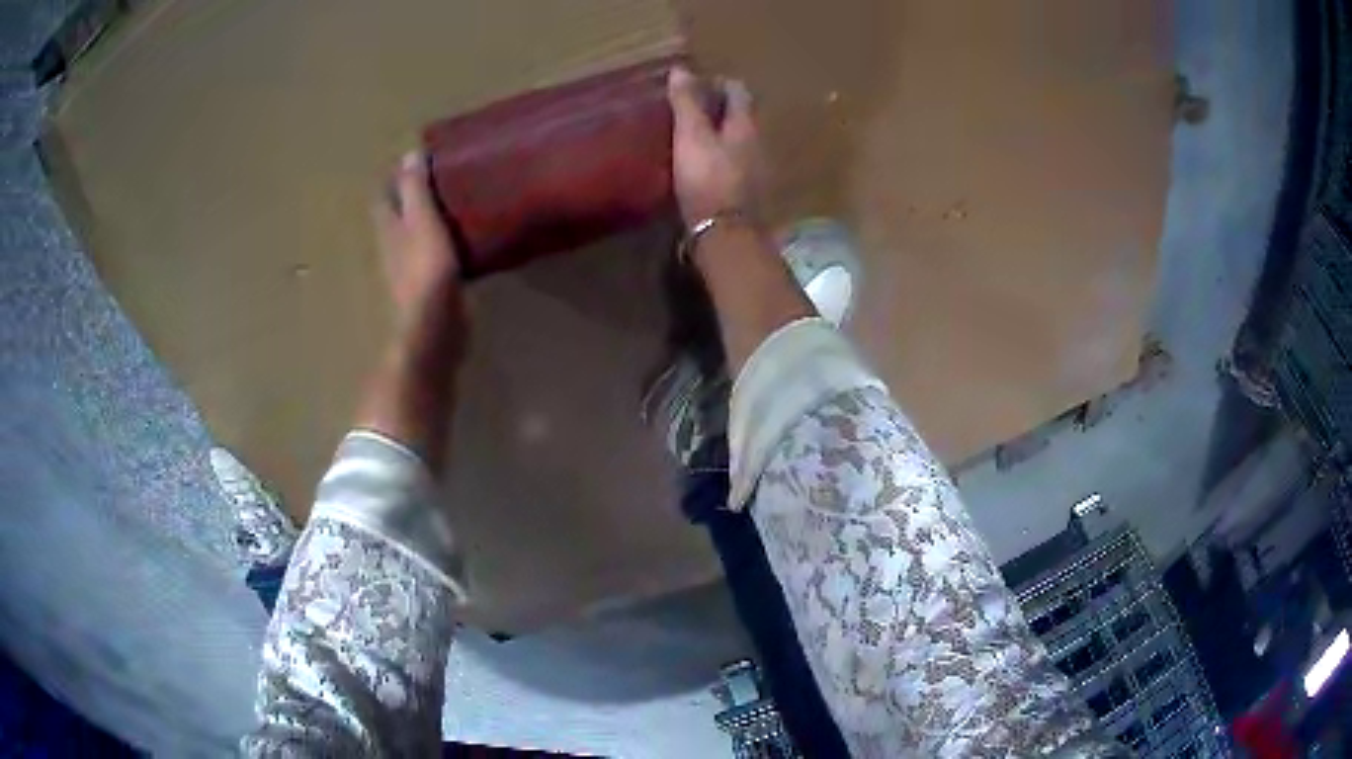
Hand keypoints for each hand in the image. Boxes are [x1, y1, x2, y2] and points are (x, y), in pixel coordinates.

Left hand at [373, 152, 465, 331]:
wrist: (435, 327)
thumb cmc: (426, 270)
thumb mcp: (422, 222)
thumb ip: (416, 190)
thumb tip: (410, 154)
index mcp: (389, 228)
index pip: (384, 195)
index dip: (395, 176)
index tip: (417, 159)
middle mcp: (394, 246)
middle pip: (398, 214)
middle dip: (412, 195)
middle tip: (441, 175)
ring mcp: (411, 267)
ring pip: (417, 234)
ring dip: (430, 217)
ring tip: (457, 198)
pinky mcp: (431, 284)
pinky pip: (436, 253)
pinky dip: (446, 240)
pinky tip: (466, 234)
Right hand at [667, 67, 763, 225]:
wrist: (724, 235)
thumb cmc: (707, 179)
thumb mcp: (691, 136)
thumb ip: (687, 103)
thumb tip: (681, 69)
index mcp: (746, 124)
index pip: (738, 90)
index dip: (716, 82)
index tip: (693, 83)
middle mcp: (757, 142)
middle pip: (741, 115)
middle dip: (717, 106)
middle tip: (689, 105)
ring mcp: (755, 169)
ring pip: (738, 139)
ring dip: (718, 132)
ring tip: (691, 132)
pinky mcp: (746, 192)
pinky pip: (733, 162)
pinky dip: (718, 155)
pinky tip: (699, 163)